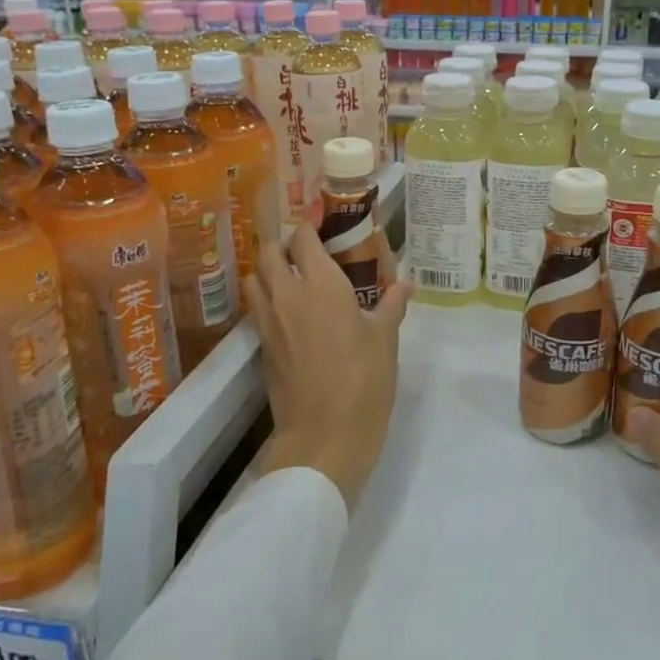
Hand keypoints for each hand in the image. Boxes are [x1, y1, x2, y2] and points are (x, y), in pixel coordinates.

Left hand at [246, 222, 412, 507]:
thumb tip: (405, 285)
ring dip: (268, 270)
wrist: (324, 435)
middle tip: (304, 250)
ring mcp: (269, 321)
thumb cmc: (364, 381)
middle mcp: (288, 294)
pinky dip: (264, 298)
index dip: (308, 227)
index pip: (302, 239)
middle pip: (270, 253)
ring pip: (254, 278)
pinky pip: (255, 307)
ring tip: (290, 277)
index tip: (320, 223)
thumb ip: (391, 306)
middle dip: (283, 244)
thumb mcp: (385, 340)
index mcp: (321, 285)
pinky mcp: (261, 346)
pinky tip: (287, 311)